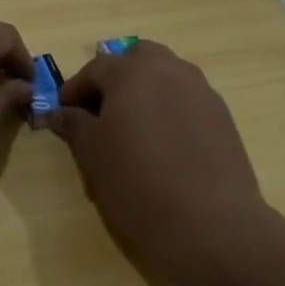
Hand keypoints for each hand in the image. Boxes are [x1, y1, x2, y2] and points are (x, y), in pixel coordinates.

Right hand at [49, 41, 266, 285]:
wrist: (209, 226)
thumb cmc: (136, 184)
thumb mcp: (92, 155)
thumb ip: (74, 125)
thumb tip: (60, 113)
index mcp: (132, 72)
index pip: (96, 68)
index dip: (75, 89)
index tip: (63, 114)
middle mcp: (171, 71)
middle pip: (139, 58)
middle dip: (117, 77)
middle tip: (102, 111)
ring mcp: (203, 94)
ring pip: (168, 77)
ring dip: (146, 92)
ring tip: (133, 130)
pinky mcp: (224, 120)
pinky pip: (188, 102)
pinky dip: (170, 111)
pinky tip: (163, 147)